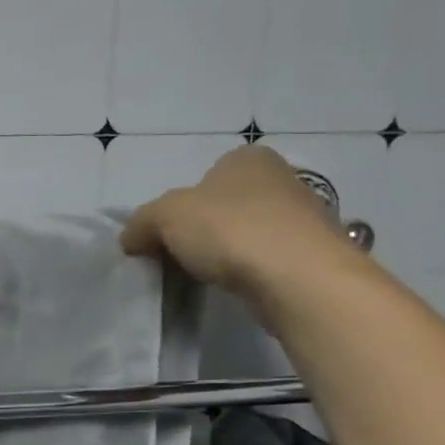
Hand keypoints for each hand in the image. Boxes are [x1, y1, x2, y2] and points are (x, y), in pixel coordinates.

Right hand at [121, 146, 345, 303]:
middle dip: (204, 230)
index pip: (204, 178)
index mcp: (247, 158)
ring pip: (248, 234)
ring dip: (229, 253)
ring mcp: (304, 217)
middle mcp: (281, 179)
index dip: (180, 207)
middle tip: (182, 257)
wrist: (298, 277)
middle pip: (225, 206)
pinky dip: (251, 272)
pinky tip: (239, 287)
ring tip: (209, 277)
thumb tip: (130, 239)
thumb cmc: (229, 230)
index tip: (167, 235)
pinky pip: (268, 261)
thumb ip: (141, 223)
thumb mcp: (165, 217)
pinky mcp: (314, 255)